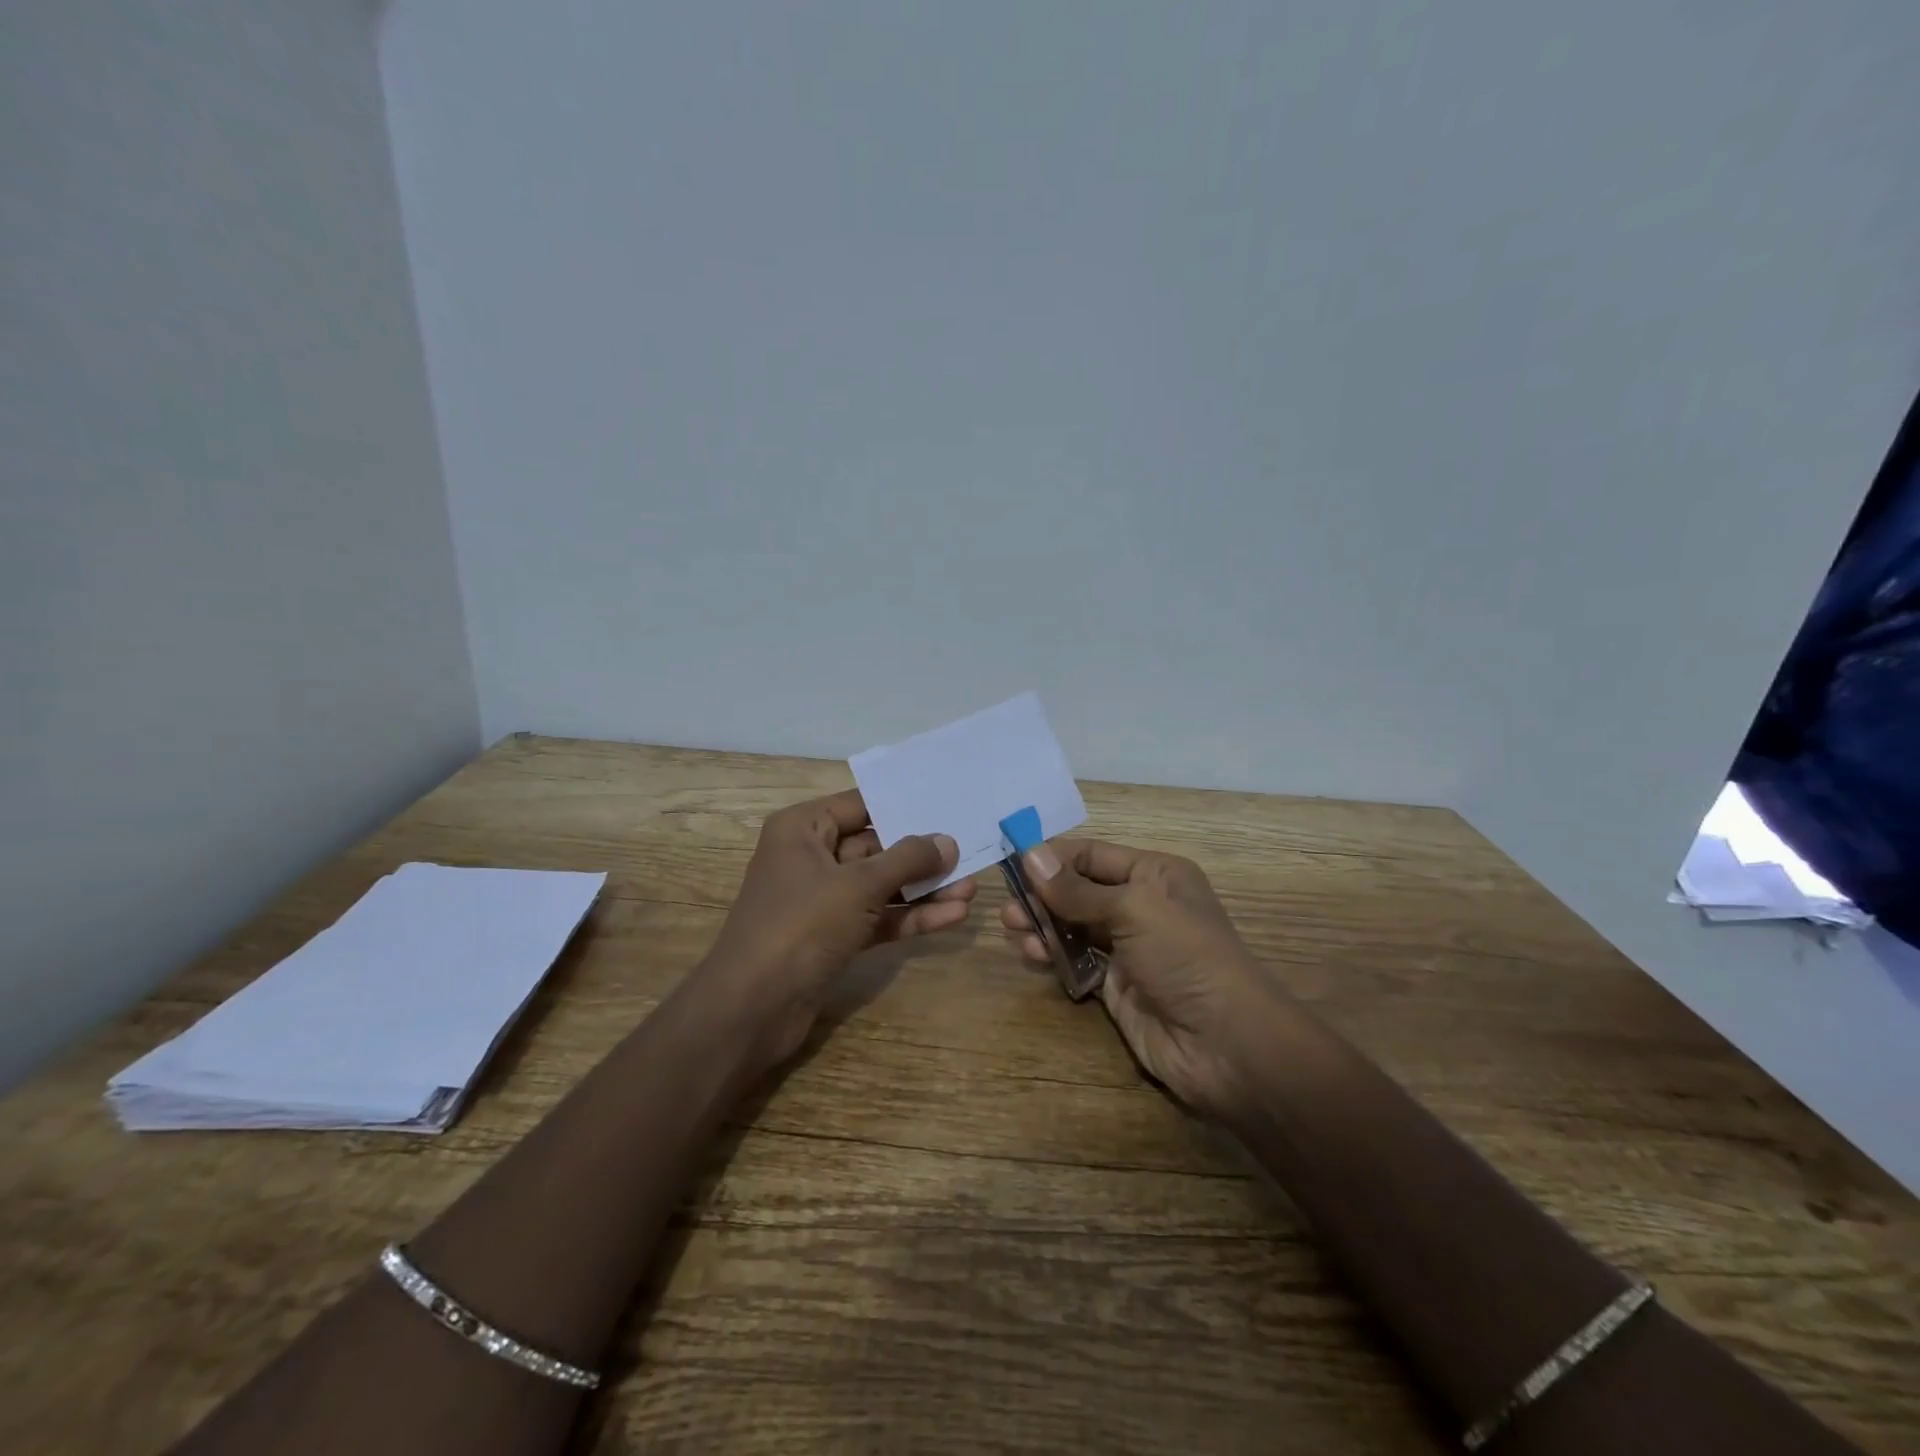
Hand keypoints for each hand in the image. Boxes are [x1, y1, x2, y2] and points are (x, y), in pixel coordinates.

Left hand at [701, 789, 976, 1066]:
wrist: (752, 1009)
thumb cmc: (800, 926)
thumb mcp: (858, 885)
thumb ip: (907, 861)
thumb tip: (948, 842)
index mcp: (803, 829)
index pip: (861, 805)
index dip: (904, 805)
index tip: (948, 804)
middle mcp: (811, 857)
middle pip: (876, 847)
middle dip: (922, 855)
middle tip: (970, 852)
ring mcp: (822, 901)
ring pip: (881, 886)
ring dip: (923, 890)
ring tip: (971, 890)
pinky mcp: (833, 937)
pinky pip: (877, 918)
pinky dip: (910, 918)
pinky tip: (952, 917)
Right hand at [1000, 838, 1293, 1117]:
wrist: (1225, 1043)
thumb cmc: (1185, 957)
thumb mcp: (1133, 910)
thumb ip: (1076, 889)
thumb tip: (1030, 855)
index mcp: (1154, 875)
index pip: (1093, 856)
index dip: (1053, 858)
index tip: (1011, 864)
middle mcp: (1140, 905)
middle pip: (1079, 890)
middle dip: (1043, 894)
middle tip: (1008, 906)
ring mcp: (1127, 948)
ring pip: (1073, 926)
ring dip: (1043, 925)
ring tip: (1016, 929)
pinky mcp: (1115, 985)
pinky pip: (1076, 960)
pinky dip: (1053, 954)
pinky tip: (1034, 955)